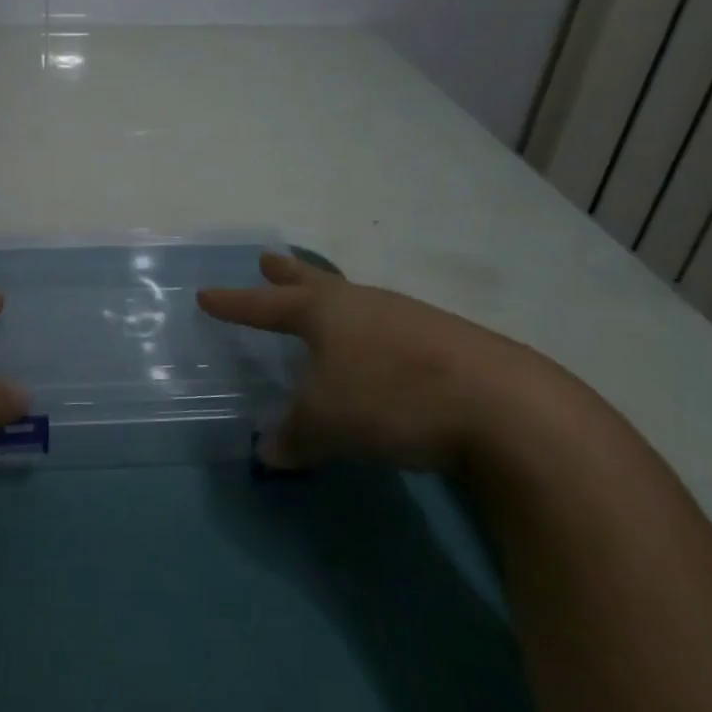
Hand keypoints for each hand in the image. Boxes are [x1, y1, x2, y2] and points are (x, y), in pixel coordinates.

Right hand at [198, 252, 562, 473]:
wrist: (505, 407)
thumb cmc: (392, 399)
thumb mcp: (327, 424)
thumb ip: (293, 436)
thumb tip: (268, 451)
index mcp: (325, 313)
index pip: (265, 306)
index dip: (234, 304)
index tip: (206, 295)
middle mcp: (363, 305)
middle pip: (315, 283)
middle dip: (287, 276)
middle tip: (267, 260)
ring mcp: (409, 319)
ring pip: (357, 303)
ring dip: (334, 302)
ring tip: (325, 307)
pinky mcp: (447, 344)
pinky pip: (390, 328)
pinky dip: (371, 333)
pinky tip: (380, 352)